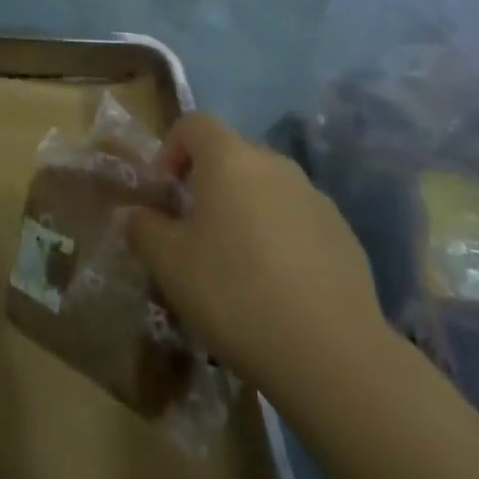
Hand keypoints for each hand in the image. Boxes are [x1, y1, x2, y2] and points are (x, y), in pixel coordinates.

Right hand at [127, 112, 388, 399]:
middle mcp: (275, 165)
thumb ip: (144, 229)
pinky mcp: (343, 234)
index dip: (170, 149)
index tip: (163, 192)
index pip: (194, 124)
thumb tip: (134, 214)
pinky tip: (276, 287)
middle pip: (231, 156)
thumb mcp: (170, 264)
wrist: (332, 353)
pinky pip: (297, 219)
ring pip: (266, 189)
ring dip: (244, 211)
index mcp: (230, 160)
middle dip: (206, 184)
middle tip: (192, 232)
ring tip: (235, 264)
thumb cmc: (235, 293)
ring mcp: (315, 197)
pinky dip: (279, 237)